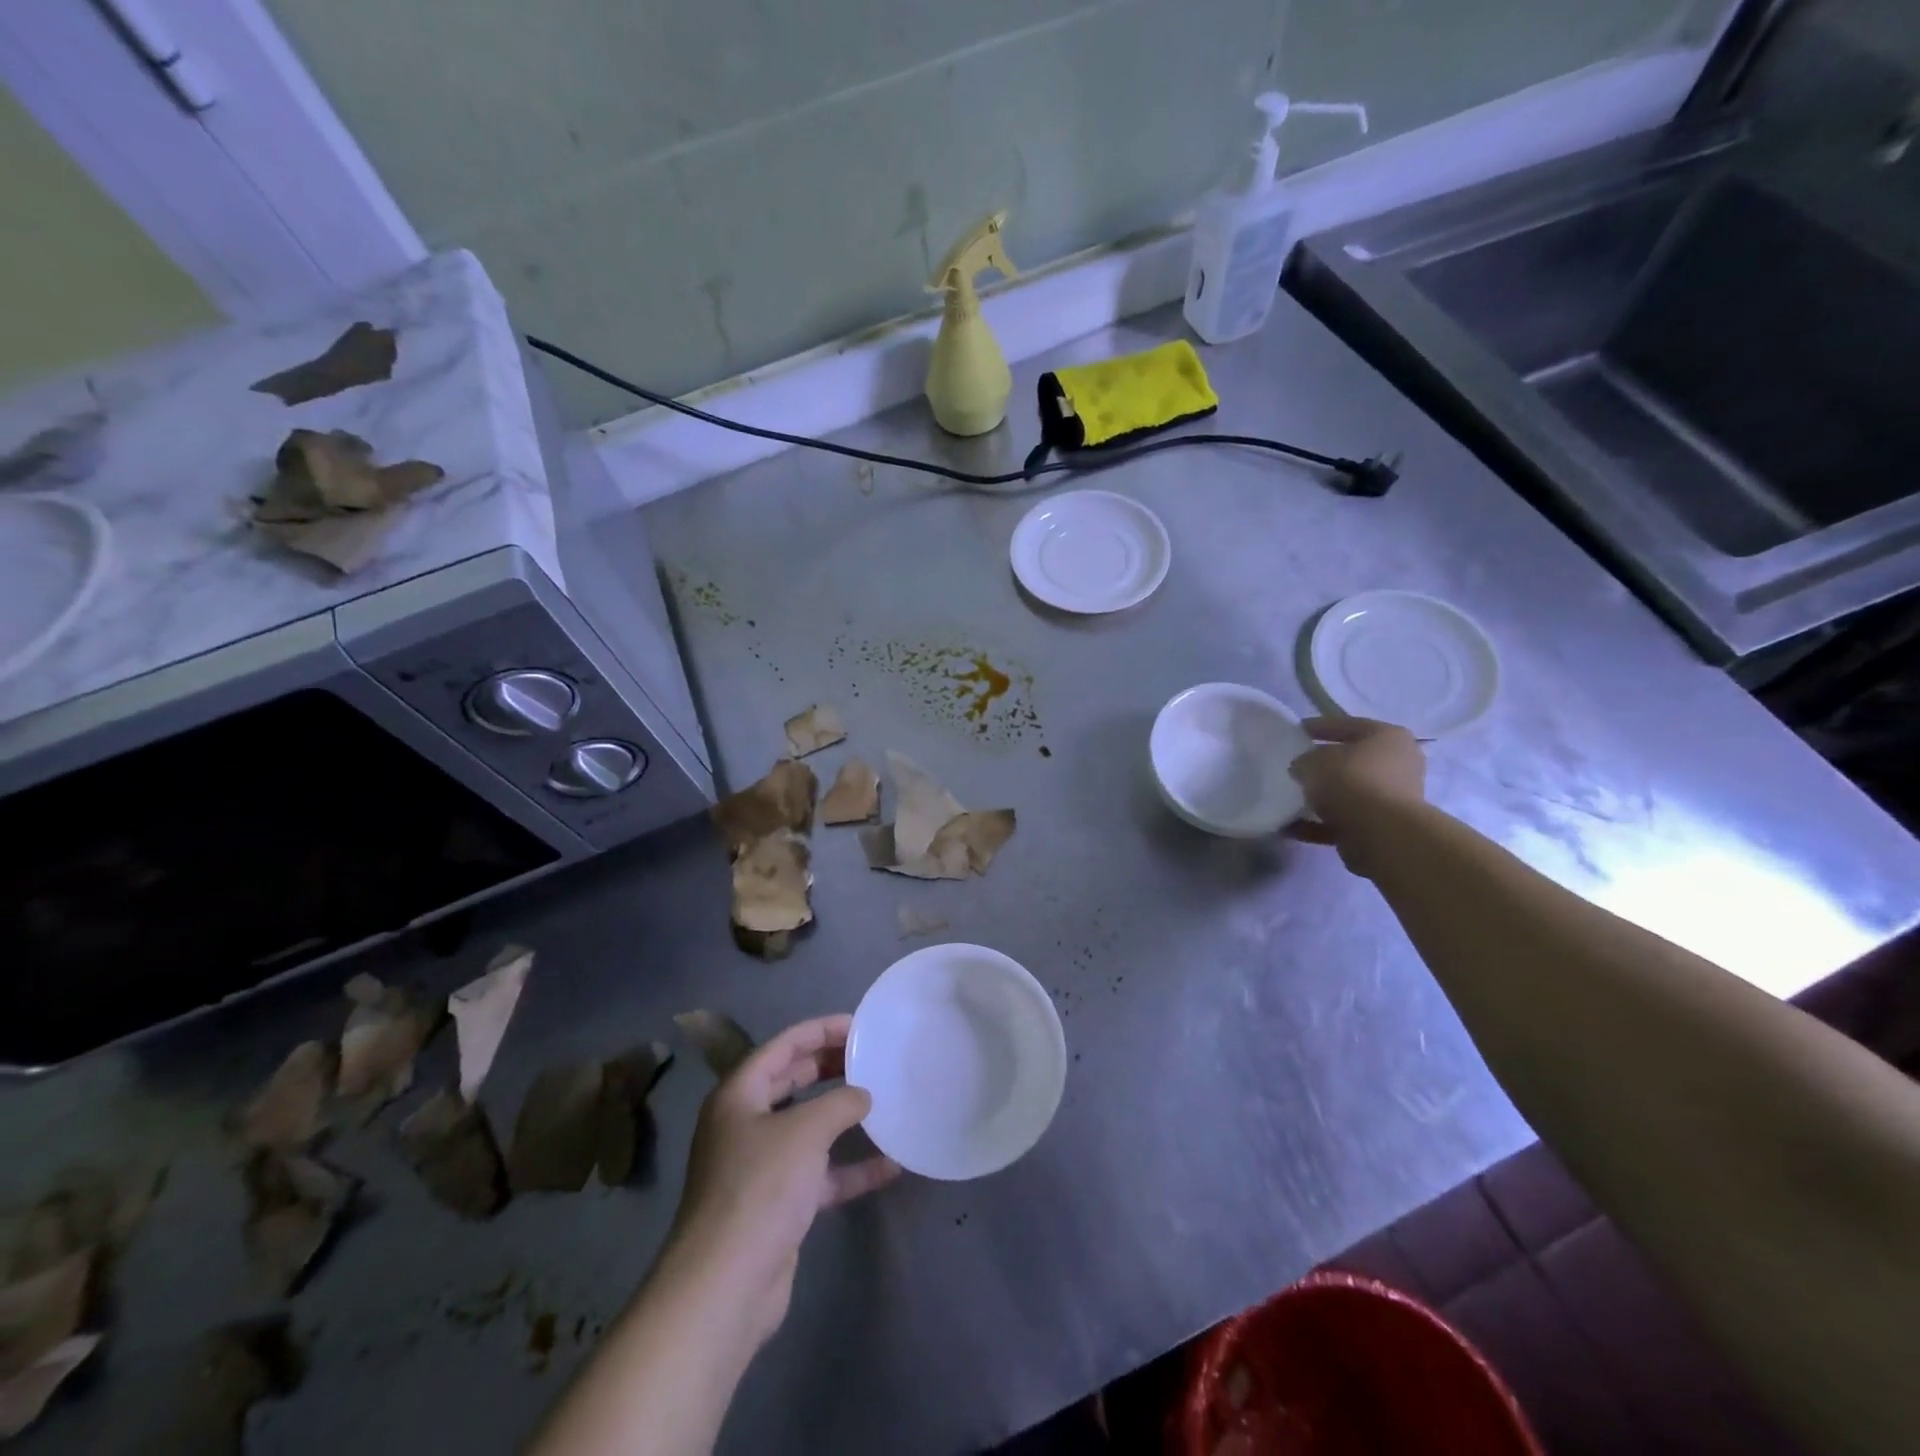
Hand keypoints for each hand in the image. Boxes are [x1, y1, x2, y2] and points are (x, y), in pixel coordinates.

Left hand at [666, 1015, 899, 1345]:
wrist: (724, 1288)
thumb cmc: (760, 1189)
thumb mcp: (805, 1132)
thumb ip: (840, 1103)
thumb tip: (863, 1095)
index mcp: (739, 1095)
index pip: (783, 1046)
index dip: (820, 1030)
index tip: (859, 1026)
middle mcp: (745, 1124)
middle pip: (792, 1081)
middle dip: (831, 1067)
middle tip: (871, 1057)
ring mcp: (760, 1166)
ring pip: (807, 1127)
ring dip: (843, 1117)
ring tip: (883, 1100)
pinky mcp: (777, 1205)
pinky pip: (819, 1174)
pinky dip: (850, 1168)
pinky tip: (889, 1165)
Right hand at [1287, 716, 1426, 876]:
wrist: (1381, 833)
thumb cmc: (1352, 781)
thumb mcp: (1315, 760)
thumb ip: (1304, 760)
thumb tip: (1302, 769)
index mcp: (1389, 737)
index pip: (1348, 725)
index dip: (1319, 727)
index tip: (1295, 731)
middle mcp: (1397, 765)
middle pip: (1352, 761)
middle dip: (1323, 765)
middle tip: (1294, 766)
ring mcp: (1391, 798)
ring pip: (1348, 793)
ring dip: (1320, 797)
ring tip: (1289, 797)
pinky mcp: (1380, 827)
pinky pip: (1342, 820)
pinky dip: (1317, 824)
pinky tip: (1290, 827)